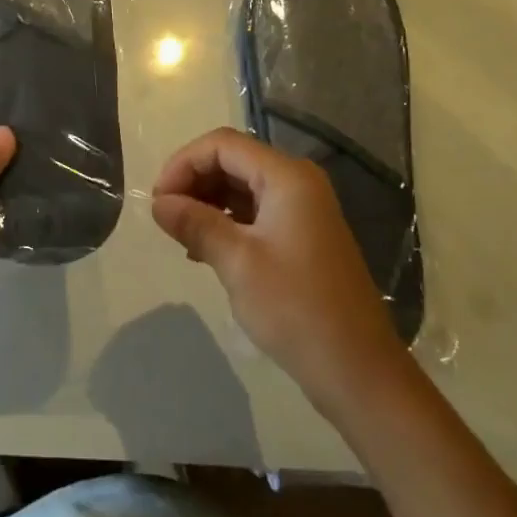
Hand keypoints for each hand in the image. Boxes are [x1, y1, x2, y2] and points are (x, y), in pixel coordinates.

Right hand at [151, 127, 406, 409]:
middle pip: (232, 160)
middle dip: (193, 181)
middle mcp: (297, 182)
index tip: (158, 200)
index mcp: (287, 177)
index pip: (222, 145)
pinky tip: (204, 249)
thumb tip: (158, 204)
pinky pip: (255, 210)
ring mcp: (303, 209)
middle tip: (165, 217)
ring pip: (241, 186)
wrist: (359, 372)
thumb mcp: (237, 262)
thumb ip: (195, 223)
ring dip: (206, 202)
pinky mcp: (302, 235)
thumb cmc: (296, 308)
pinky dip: (226, 221)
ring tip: (181, 235)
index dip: (183, 164)